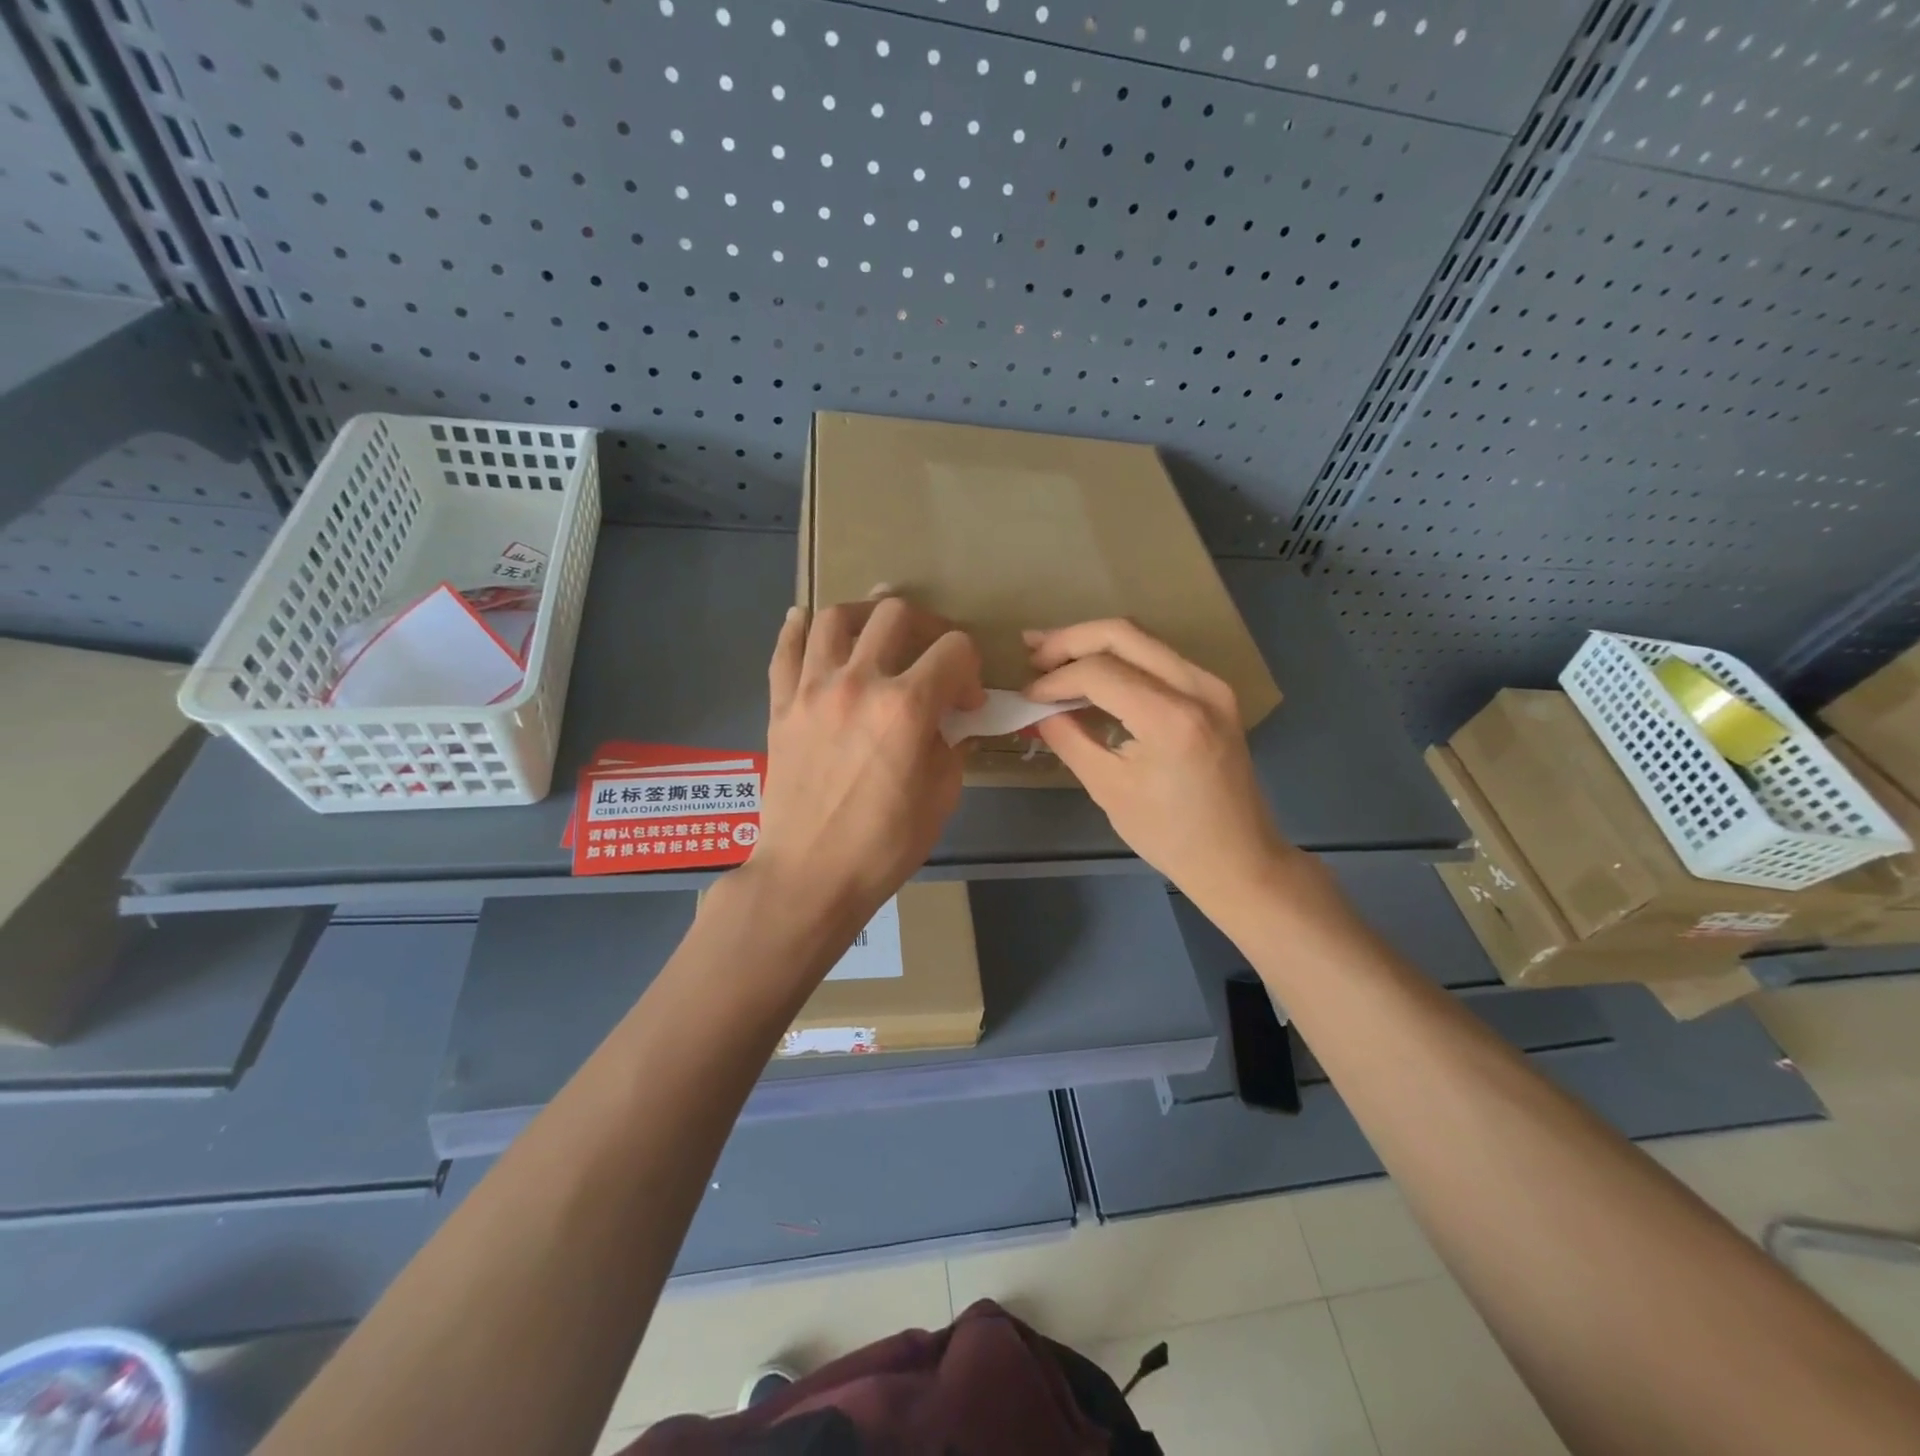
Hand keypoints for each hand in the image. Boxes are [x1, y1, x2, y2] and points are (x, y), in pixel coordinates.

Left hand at [752, 592, 983, 940]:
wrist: (810, 875)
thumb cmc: (884, 845)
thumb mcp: (941, 796)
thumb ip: (951, 744)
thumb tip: (951, 721)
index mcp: (907, 707)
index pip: (955, 650)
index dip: (971, 670)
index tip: (967, 702)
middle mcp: (859, 682)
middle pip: (896, 614)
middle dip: (928, 627)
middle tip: (931, 655)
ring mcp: (812, 690)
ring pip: (835, 617)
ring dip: (864, 614)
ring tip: (875, 630)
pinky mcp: (781, 705)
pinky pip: (785, 650)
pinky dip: (798, 628)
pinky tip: (807, 621)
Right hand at [1025, 619, 1291, 908]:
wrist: (1238, 858)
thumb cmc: (1169, 835)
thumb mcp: (1108, 789)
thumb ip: (1069, 739)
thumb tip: (1037, 710)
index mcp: (1171, 719)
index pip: (1099, 672)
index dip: (1055, 679)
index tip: (1026, 697)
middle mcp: (1197, 687)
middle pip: (1123, 634)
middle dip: (1070, 640)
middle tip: (1032, 654)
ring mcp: (1212, 685)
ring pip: (1142, 639)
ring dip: (1094, 643)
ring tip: (1051, 655)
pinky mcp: (1214, 692)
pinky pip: (1159, 657)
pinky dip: (1120, 658)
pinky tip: (1091, 671)